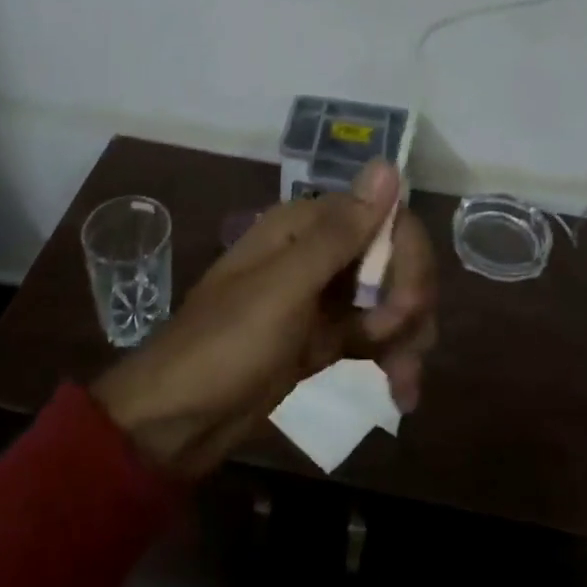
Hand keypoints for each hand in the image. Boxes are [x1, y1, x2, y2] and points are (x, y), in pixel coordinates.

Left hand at [91, 162, 437, 479]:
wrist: (176, 422)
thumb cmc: (226, 345)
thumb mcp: (286, 288)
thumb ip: (340, 232)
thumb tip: (389, 164)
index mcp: (304, 225)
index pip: (383, 218)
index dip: (407, 257)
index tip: (408, 307)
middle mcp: (318, 250)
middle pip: (391, 258)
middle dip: (409, 302)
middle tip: (406, 349)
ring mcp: (322, 295)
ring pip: (388, 298)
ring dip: (407, 336)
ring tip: (404, 388)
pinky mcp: (323, 335)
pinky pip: (373, 333)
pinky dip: (391, 357)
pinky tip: (401, 393)